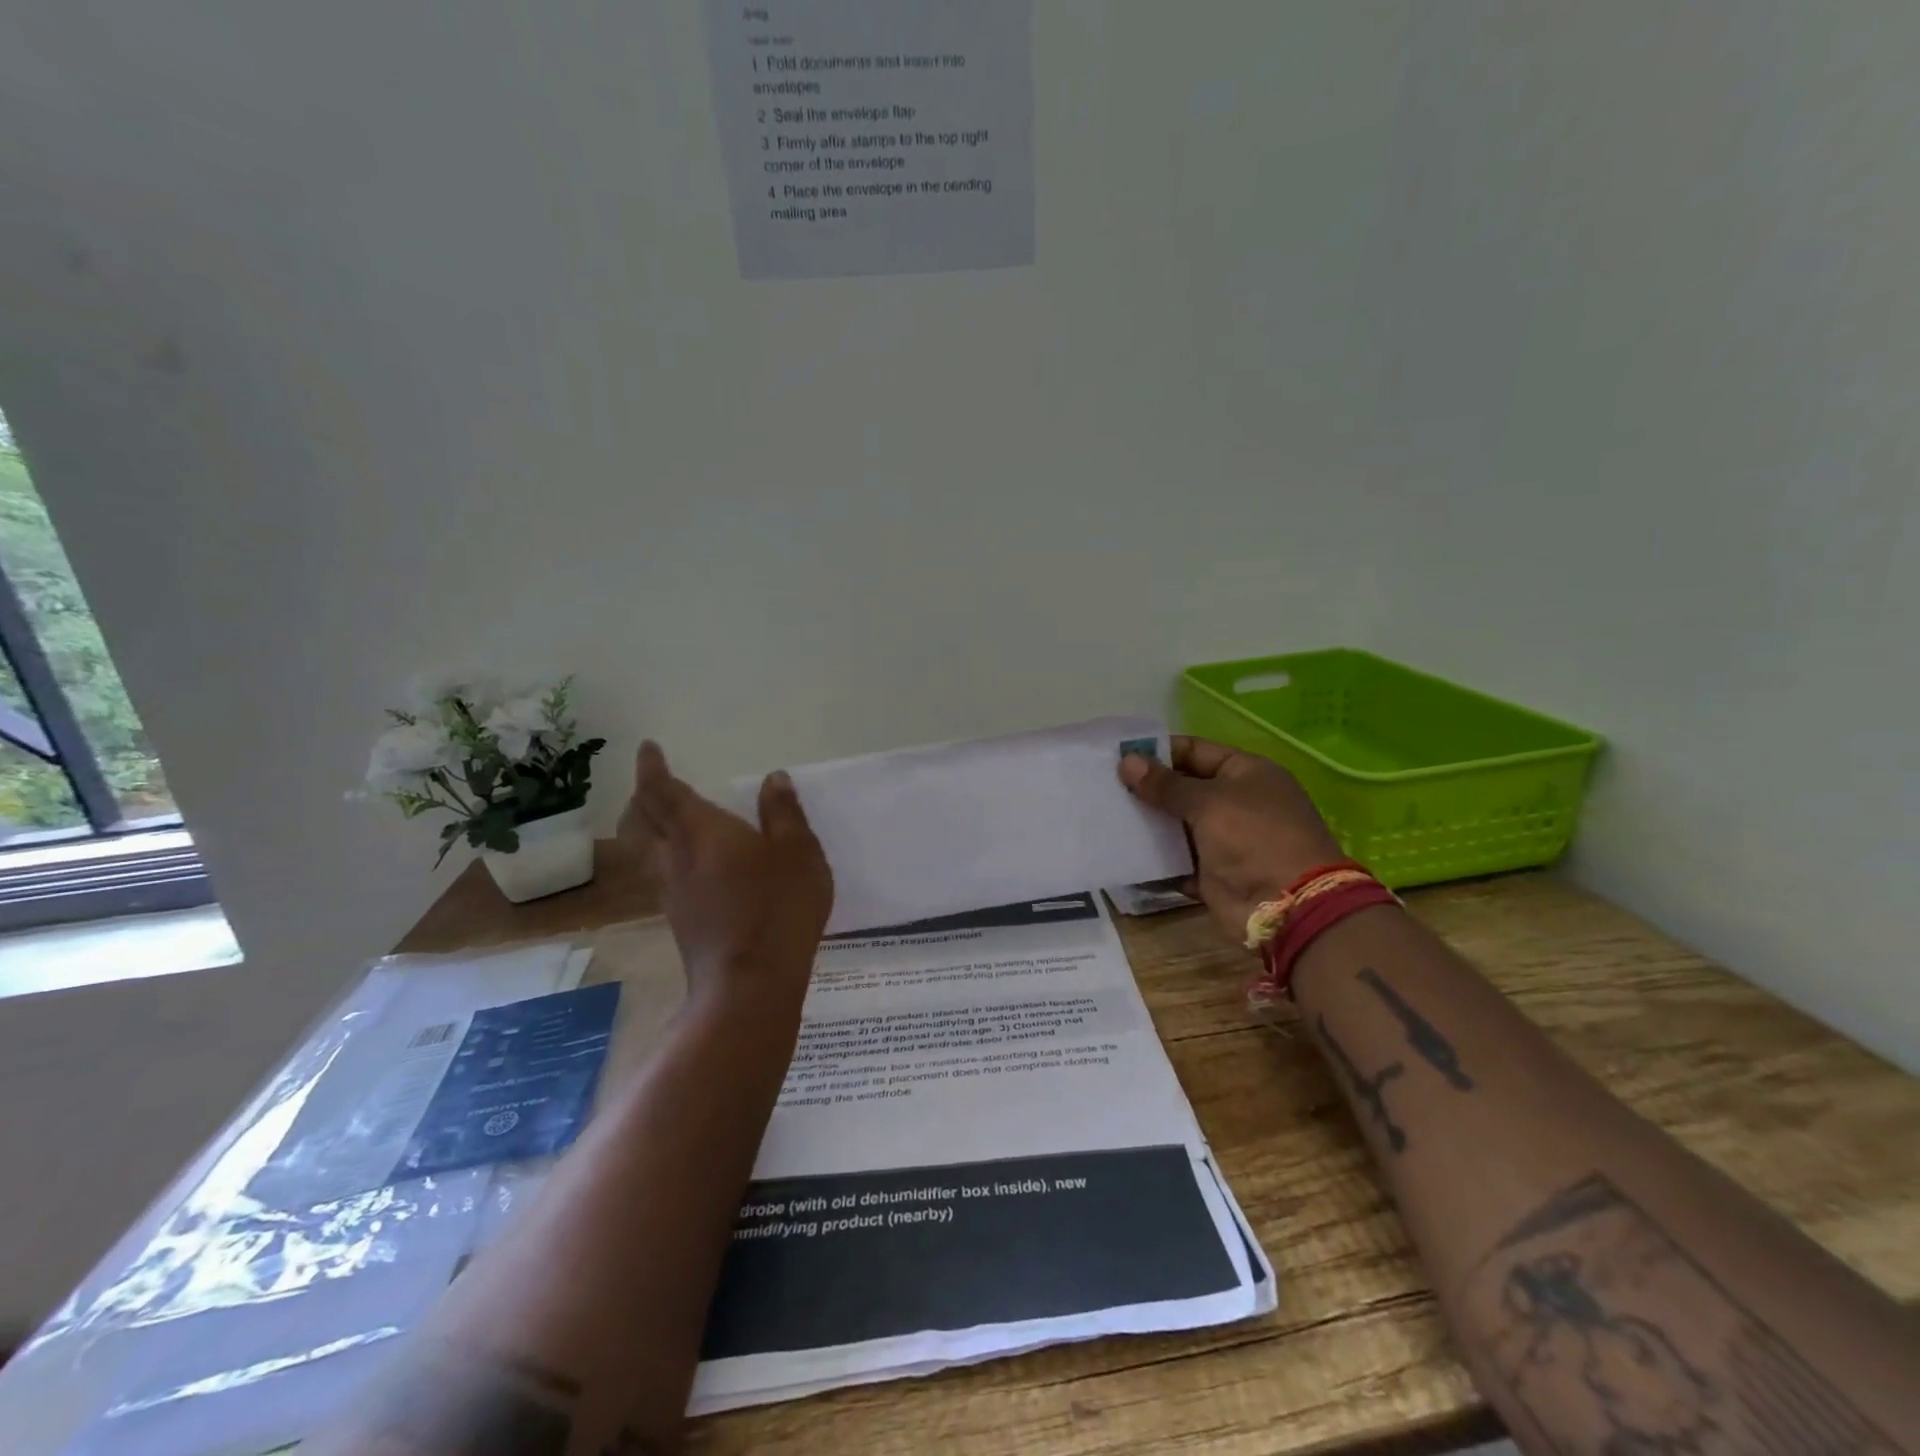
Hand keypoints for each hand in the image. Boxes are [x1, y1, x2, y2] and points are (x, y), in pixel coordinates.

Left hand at [618, 741, 833, 1006]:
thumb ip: (784, 814)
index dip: (651, 768)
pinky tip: (690, 866)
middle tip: (654, 784)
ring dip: (648, 828)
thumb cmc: (778, 907)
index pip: (662, 791)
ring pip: (646, 850)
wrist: (749, 985)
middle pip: (641, 821)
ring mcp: (672, 892)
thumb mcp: (799, 853)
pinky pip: (661, 874)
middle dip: (642, 797)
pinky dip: (666, 856)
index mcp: (701, 831)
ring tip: (666, 820)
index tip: (647, 748)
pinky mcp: (679, 920)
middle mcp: (676, 857)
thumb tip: (774, 779)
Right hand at [1119, 736, 1344, 946]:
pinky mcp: (1213, 874)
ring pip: (1177, 825)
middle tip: (1104, 787)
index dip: (1158, 752)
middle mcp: (1237, 803)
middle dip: (1148, 789)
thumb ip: (1165, 784)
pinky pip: (1177, 861)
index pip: (1194, 751)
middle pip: (1184, 788)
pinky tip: (1122, 852)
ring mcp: (1225, 840)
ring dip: (1147, 824)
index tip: (1118, 756)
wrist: (1287, 907)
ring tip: (1106, 816)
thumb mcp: (1208, 802)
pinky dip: (1155, 860)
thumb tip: (1126, 762)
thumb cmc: (1253, 838)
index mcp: (1246, 773)